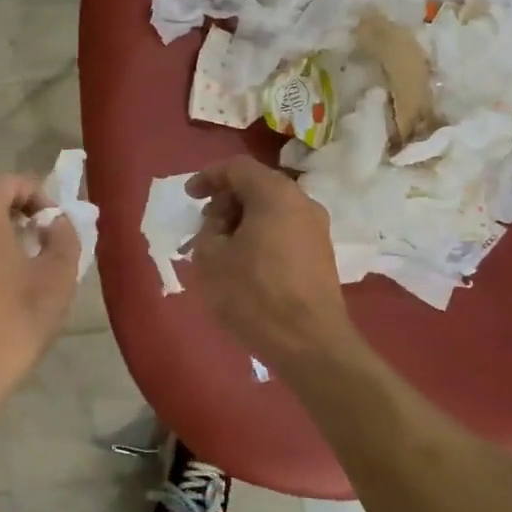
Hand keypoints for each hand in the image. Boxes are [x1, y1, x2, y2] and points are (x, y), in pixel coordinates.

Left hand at [0, 174, 79, 418]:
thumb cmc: (13, 323)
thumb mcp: (57, 279)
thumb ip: (64, 239)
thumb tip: (56, 223)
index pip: (8, 181)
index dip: (37, 192)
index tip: (54, 222)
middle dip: (20, 216)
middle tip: (45, 244)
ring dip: (0, 237)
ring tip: (25, 269)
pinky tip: (0, 290)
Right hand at [188, 156, 354, 369]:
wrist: (310, 344)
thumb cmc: (254, 295)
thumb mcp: (211, 258)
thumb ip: (208, 229)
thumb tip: (220, 225)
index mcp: (275, 194)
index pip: (237, 167)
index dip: (208, 177)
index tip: (189, 196)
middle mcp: (302, 202)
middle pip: (257, 186)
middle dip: (225, 201)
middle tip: (204, 227)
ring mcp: (316, 229)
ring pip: (271, 210)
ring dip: (242, 221)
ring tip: (221, 249)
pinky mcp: (321, 254)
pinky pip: (284, 231)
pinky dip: (260, 236)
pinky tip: (245, 263)